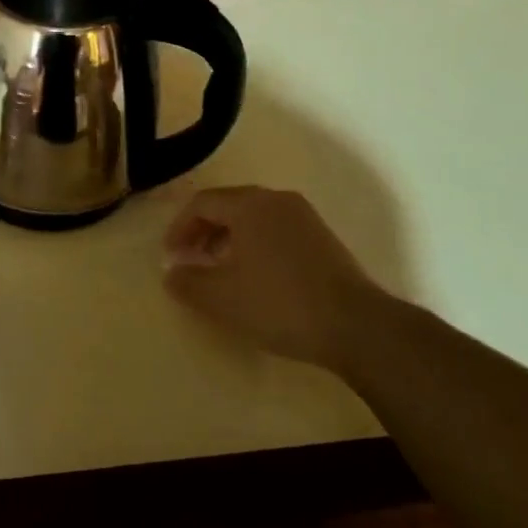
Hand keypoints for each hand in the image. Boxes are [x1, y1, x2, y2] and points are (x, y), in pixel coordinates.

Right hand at [163, 186, 379, 368]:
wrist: (357, 327)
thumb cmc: (280, 304)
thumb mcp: (222, 298)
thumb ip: (187, 282)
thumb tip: (171, 273)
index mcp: (249, 204)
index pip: (201, 203)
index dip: (178, 227)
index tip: (169, 256)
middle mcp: (276, 200)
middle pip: (227, 205)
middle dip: (202, 231)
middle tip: (189, 260)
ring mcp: (304, 218)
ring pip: (253, 218)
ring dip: (227, 239)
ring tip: (218, 270)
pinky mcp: (323, 239)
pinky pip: (275, 230)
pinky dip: (254, 245)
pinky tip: (255, 277)